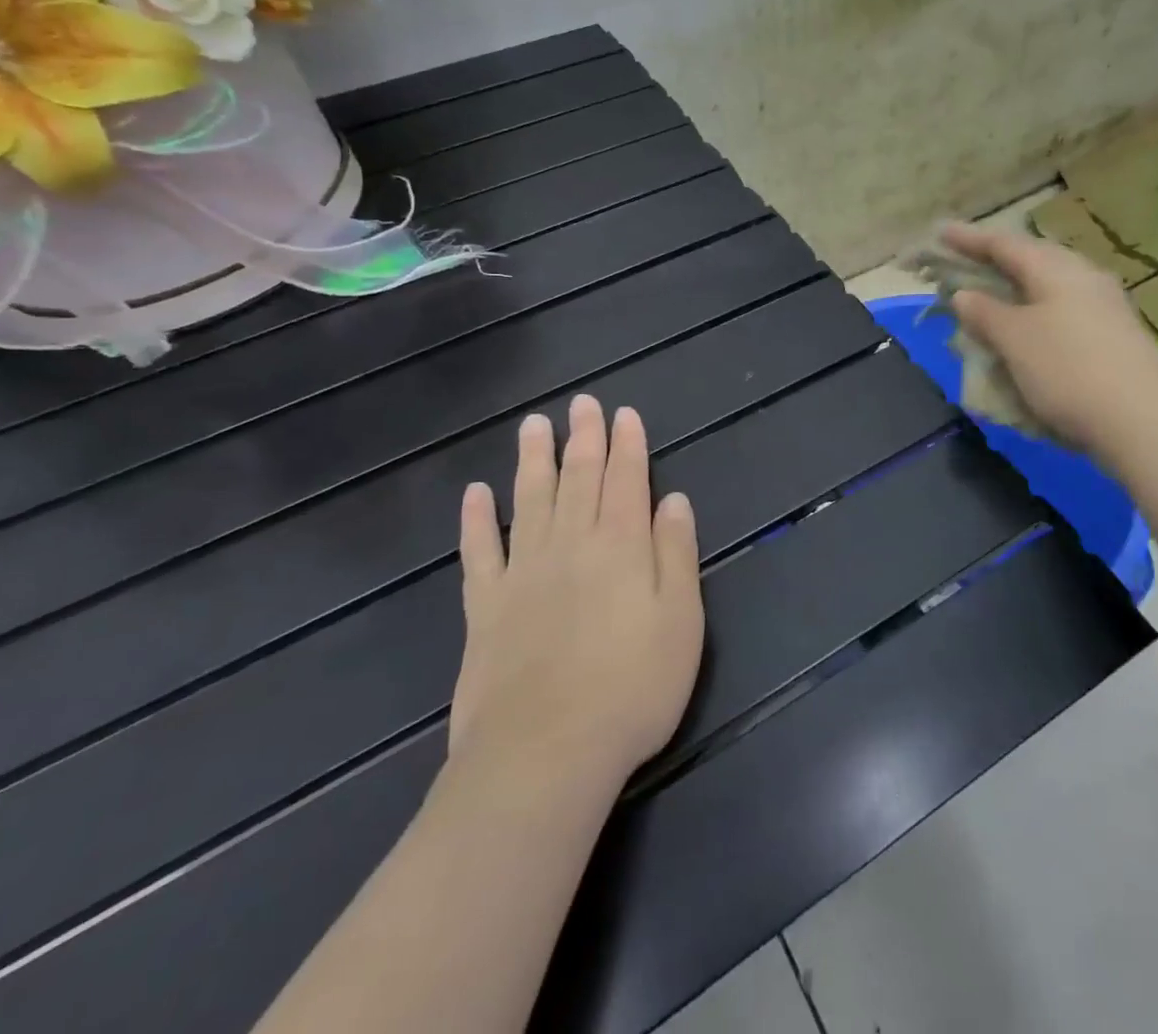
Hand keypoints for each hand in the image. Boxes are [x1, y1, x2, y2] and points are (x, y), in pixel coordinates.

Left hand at [449, 395, 703, 784]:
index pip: (626, 480)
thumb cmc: (632, 689)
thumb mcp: (681, 621)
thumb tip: (673, 500)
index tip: (624, 413)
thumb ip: (676, 554)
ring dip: (533, 459)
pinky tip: (476, 493)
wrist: (545, 755)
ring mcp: (522, 573)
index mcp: (620, 546)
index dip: (627, 444)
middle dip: (583, 438)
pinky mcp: (484, 607)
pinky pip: (479, 551)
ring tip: (533, 425)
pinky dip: (476, 519)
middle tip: (581, 403)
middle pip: (578, 479)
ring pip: (529, 500)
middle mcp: (571, 545)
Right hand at [942, 221, 1157, 460]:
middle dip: (996, 260)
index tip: (940, 233)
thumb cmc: (1067, 371)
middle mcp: (1084, 276)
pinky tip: (1030, 329)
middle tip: (965, 262)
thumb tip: (964, 294)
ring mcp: (1105, 305)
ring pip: (1050, 285)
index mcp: (1055, 269)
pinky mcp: (1115, 333)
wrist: (1143, 421)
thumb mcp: (1014, 340)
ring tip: (993, 295)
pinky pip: (1064, 309)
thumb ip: (984, 312)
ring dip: (1017, 287)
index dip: (968, 239)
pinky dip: (1036, 312)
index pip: (1003, 244)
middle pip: (1031, 258)